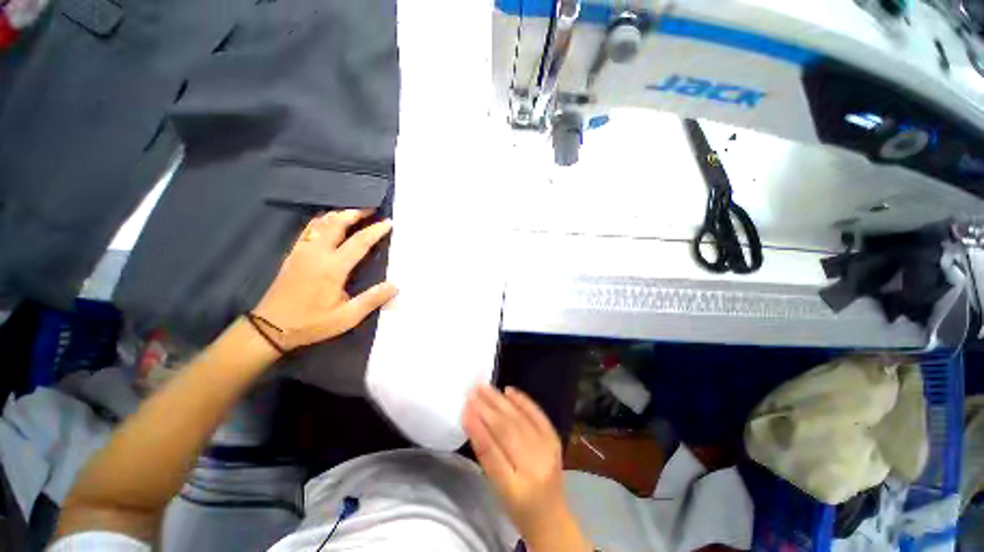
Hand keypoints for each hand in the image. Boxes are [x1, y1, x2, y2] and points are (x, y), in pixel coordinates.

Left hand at [251, 209, 396, 351]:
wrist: (270, 328)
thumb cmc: (312, 323)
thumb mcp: (347, 317)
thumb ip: (372, 300)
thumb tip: (395, 285)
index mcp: (333, 268)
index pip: (359, 242)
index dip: (375, 230)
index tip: (388, 222)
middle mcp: (317, 253)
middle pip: (337, 224)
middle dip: (355, 213)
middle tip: (370, 209)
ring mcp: (302, 251)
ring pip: (321, 223)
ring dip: (339, 214)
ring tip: (353, 212)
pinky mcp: (293, 254)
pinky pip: (308, 229)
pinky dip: (322, 221)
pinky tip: (328, 222)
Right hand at [463, 385, 590, 550]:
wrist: (552, 519)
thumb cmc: (518, 509)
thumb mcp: (497, 490)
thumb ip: (487, 457)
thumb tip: (474, 422)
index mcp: (514, 488)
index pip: (492, 453)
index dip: (477, 429)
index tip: (465, 409)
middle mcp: (534, 467)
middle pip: (507, 432)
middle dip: (487, 409)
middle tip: (472, 392)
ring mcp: (547, 452)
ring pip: (520, 420)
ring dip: (500, 402)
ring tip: (485, 388)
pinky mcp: (555, 441)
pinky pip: (538, 416)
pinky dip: (523, 401)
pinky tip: (509, 391)